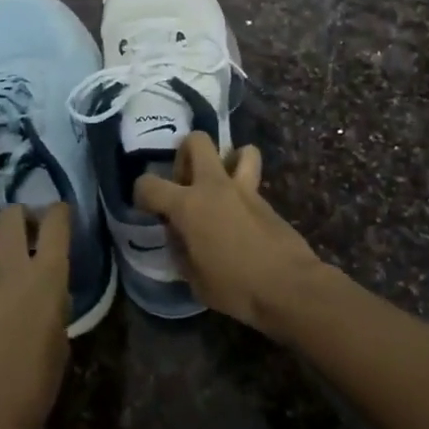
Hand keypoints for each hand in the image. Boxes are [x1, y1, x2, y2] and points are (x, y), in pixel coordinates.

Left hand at [0, 203, 70, 428]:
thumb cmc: (37, 382)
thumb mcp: (61, 333)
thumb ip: (53, 297)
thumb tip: (46, 282)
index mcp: (48, 275)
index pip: (56, 221)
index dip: (58, 212)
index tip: (58, 218)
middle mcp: (12, 266)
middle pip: (12, 215)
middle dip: (19, 216)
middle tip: (22, 231)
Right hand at [132, 134, 324, 336]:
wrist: (287, 285)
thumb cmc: (235, 287)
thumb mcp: (194, 279)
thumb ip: (180, 249)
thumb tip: (178, 234)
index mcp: (188, 206)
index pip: (149, 184)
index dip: (141, 194)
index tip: (147, 207)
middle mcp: (214, 186)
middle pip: (197, 141)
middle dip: (185, 155)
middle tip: (185, 184)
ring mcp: (243, 188)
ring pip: (238, 149)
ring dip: (226, 161)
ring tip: (219, 187)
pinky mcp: (265, 198)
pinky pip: (251, 178)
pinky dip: (241, 187)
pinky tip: (239, 213)